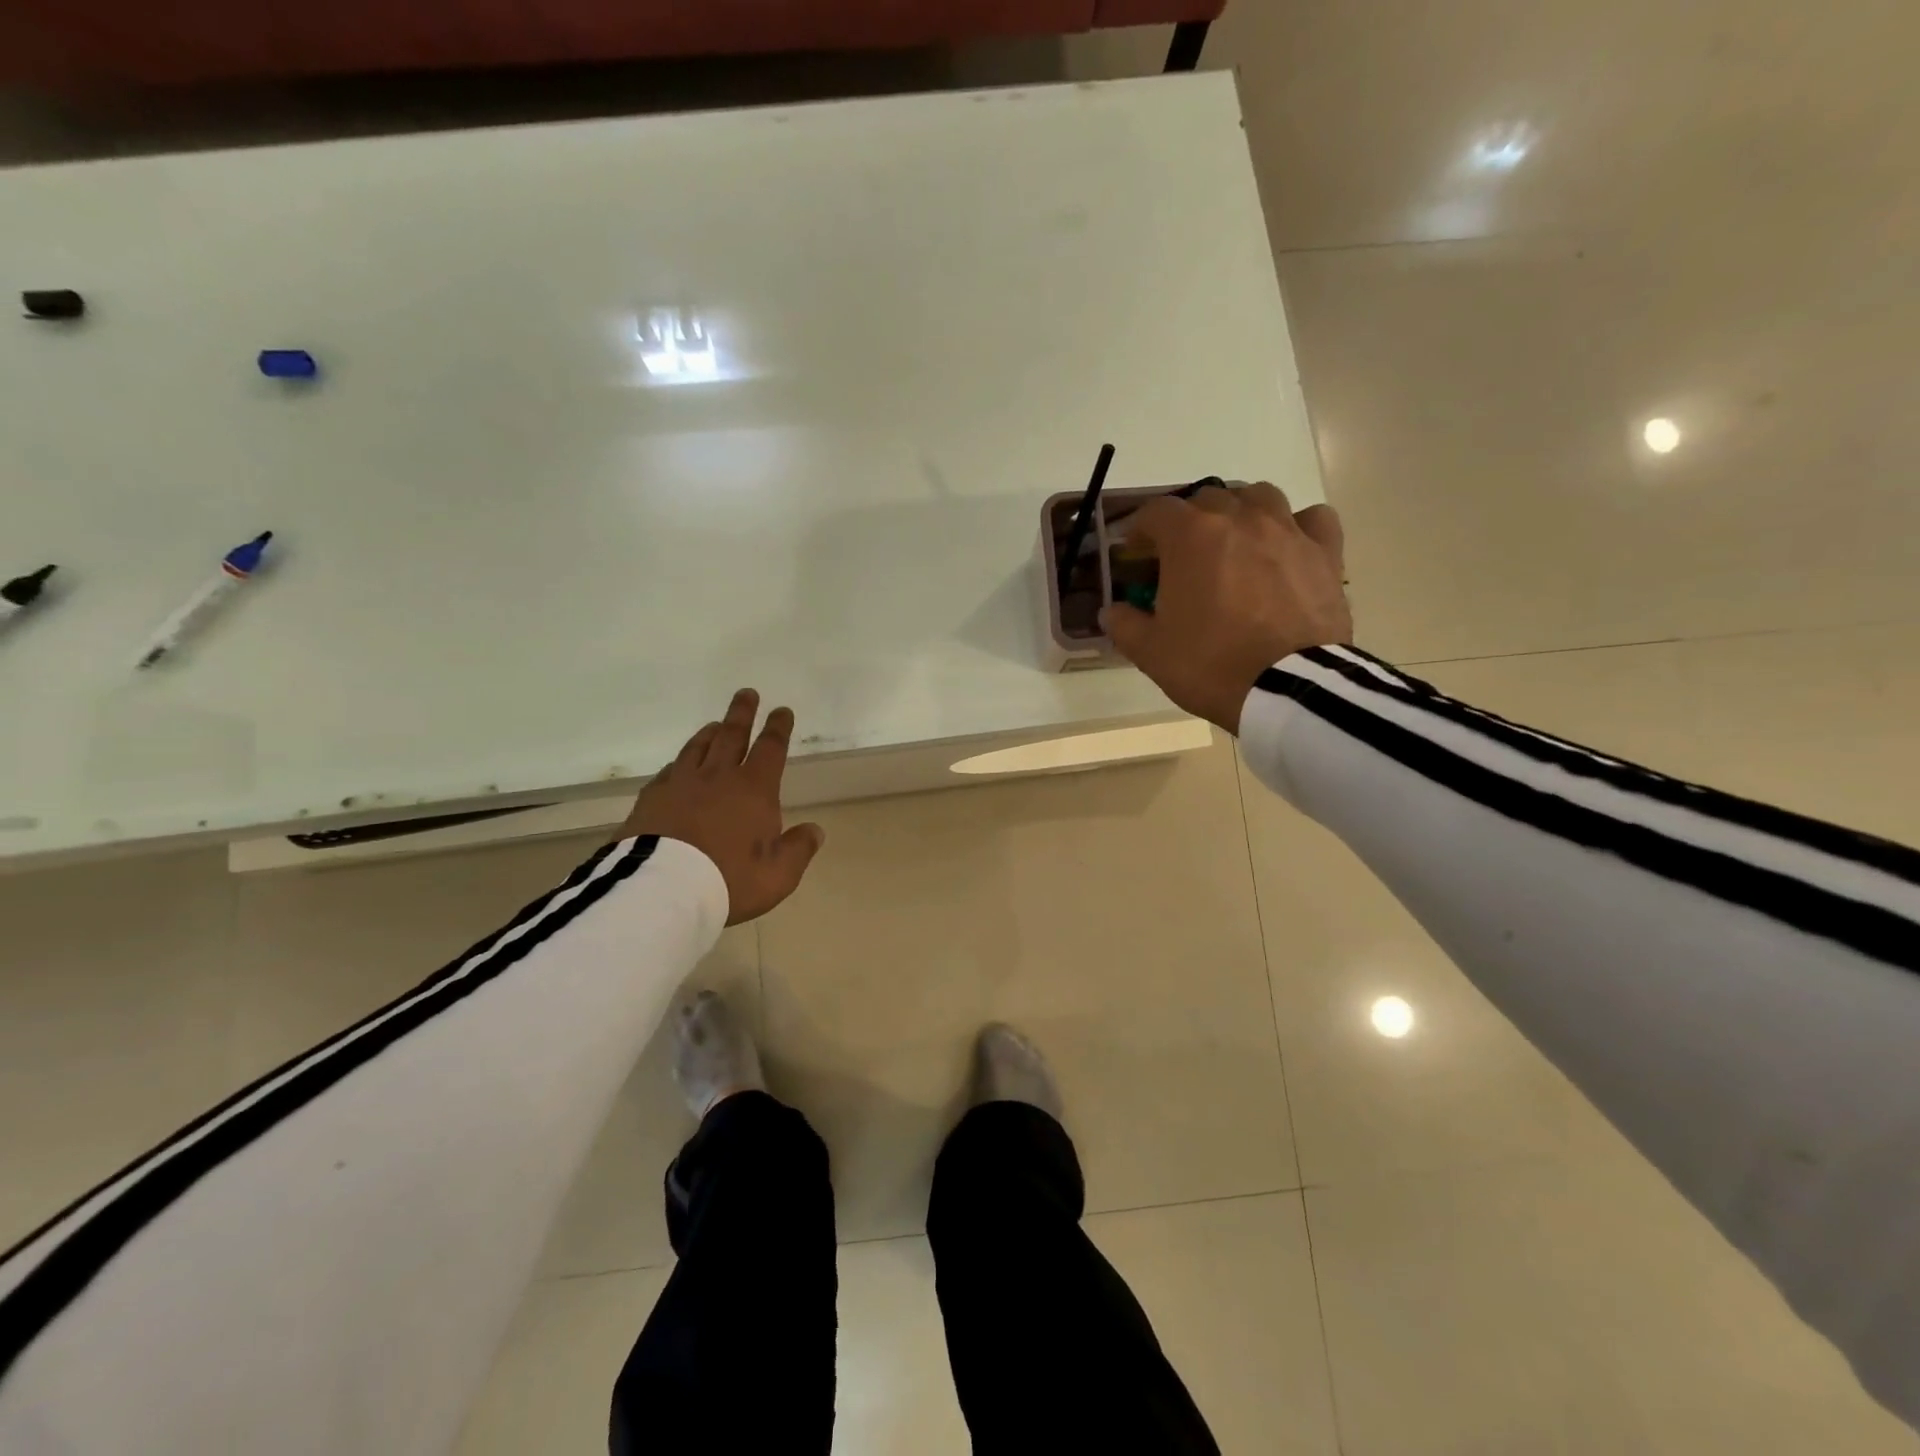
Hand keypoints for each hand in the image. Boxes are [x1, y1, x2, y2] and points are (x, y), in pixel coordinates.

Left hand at [623, 689, 825, 924]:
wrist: (664, 888)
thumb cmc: (729, 879)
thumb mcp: (778, 874)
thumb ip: (798, 849)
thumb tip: (814, 830)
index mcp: (754, 789)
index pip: (770, 748)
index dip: (778, 728)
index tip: (782, 710)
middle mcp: (718, 777)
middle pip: (732, 735)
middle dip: (742, 713)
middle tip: (746, 693)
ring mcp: (681, 784)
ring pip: (698, 747)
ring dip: (710, 732)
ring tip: (715, 724)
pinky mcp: (652, 798)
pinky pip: (669, 771)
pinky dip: (680, 763)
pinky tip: (678, 765)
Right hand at [1102, 483, 1351, 734]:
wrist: (1288, 689)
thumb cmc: (1210, 665)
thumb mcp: (1151, 652)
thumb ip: (1124, 625)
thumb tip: (1111, 611)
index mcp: (1191, 537)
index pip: (1157, 511)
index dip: (1141, 528)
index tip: (1136, 551)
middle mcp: (1239, 519)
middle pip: (1207, 499)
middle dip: (1189, 521)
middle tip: (1182, 555)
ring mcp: (1287, 531)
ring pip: (1260, 496)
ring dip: (1240, 512)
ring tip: (1235, 543)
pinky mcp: (1325, 552)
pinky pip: (1312, 519)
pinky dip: (1297, 526)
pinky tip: (1288, 548)